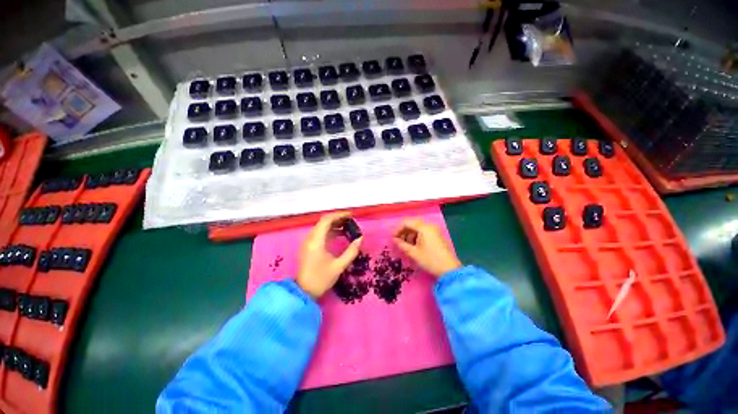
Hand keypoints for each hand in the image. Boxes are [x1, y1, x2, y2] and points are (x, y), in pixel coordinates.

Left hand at [297, 212, 362, 297]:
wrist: (304, 292)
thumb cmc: (321, 279)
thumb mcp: (339, 266)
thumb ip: (351, 251)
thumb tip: (360, 239)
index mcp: (316, 241)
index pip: (326, 220)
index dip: (339, 215)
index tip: (351, 215)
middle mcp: (310, 239)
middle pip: (323, 222)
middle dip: (338, 219)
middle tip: (351, 221)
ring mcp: (308, 242)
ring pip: (321, 227)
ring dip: (334, 225)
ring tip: (348, 226)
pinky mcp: (308, 247)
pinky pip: (320, 233)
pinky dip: (330, 231)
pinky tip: (340, 235)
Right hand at [393, 219, 460, 277]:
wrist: (449, 270)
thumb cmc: (430, 260)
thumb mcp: (413, 253)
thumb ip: (402, 244)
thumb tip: (394, 240)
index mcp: (424, 228)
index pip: (407, 222)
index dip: (397, 229)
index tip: (392, 238)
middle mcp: (429, 226)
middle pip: (412, 223)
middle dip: (403, 231)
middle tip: (397, 240)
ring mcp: (434, 230)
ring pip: (417, 227)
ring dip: (409, 233)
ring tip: (404, 244)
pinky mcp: (436, 235)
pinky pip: (423, 231)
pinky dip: (416, 236)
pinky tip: (413, 245)